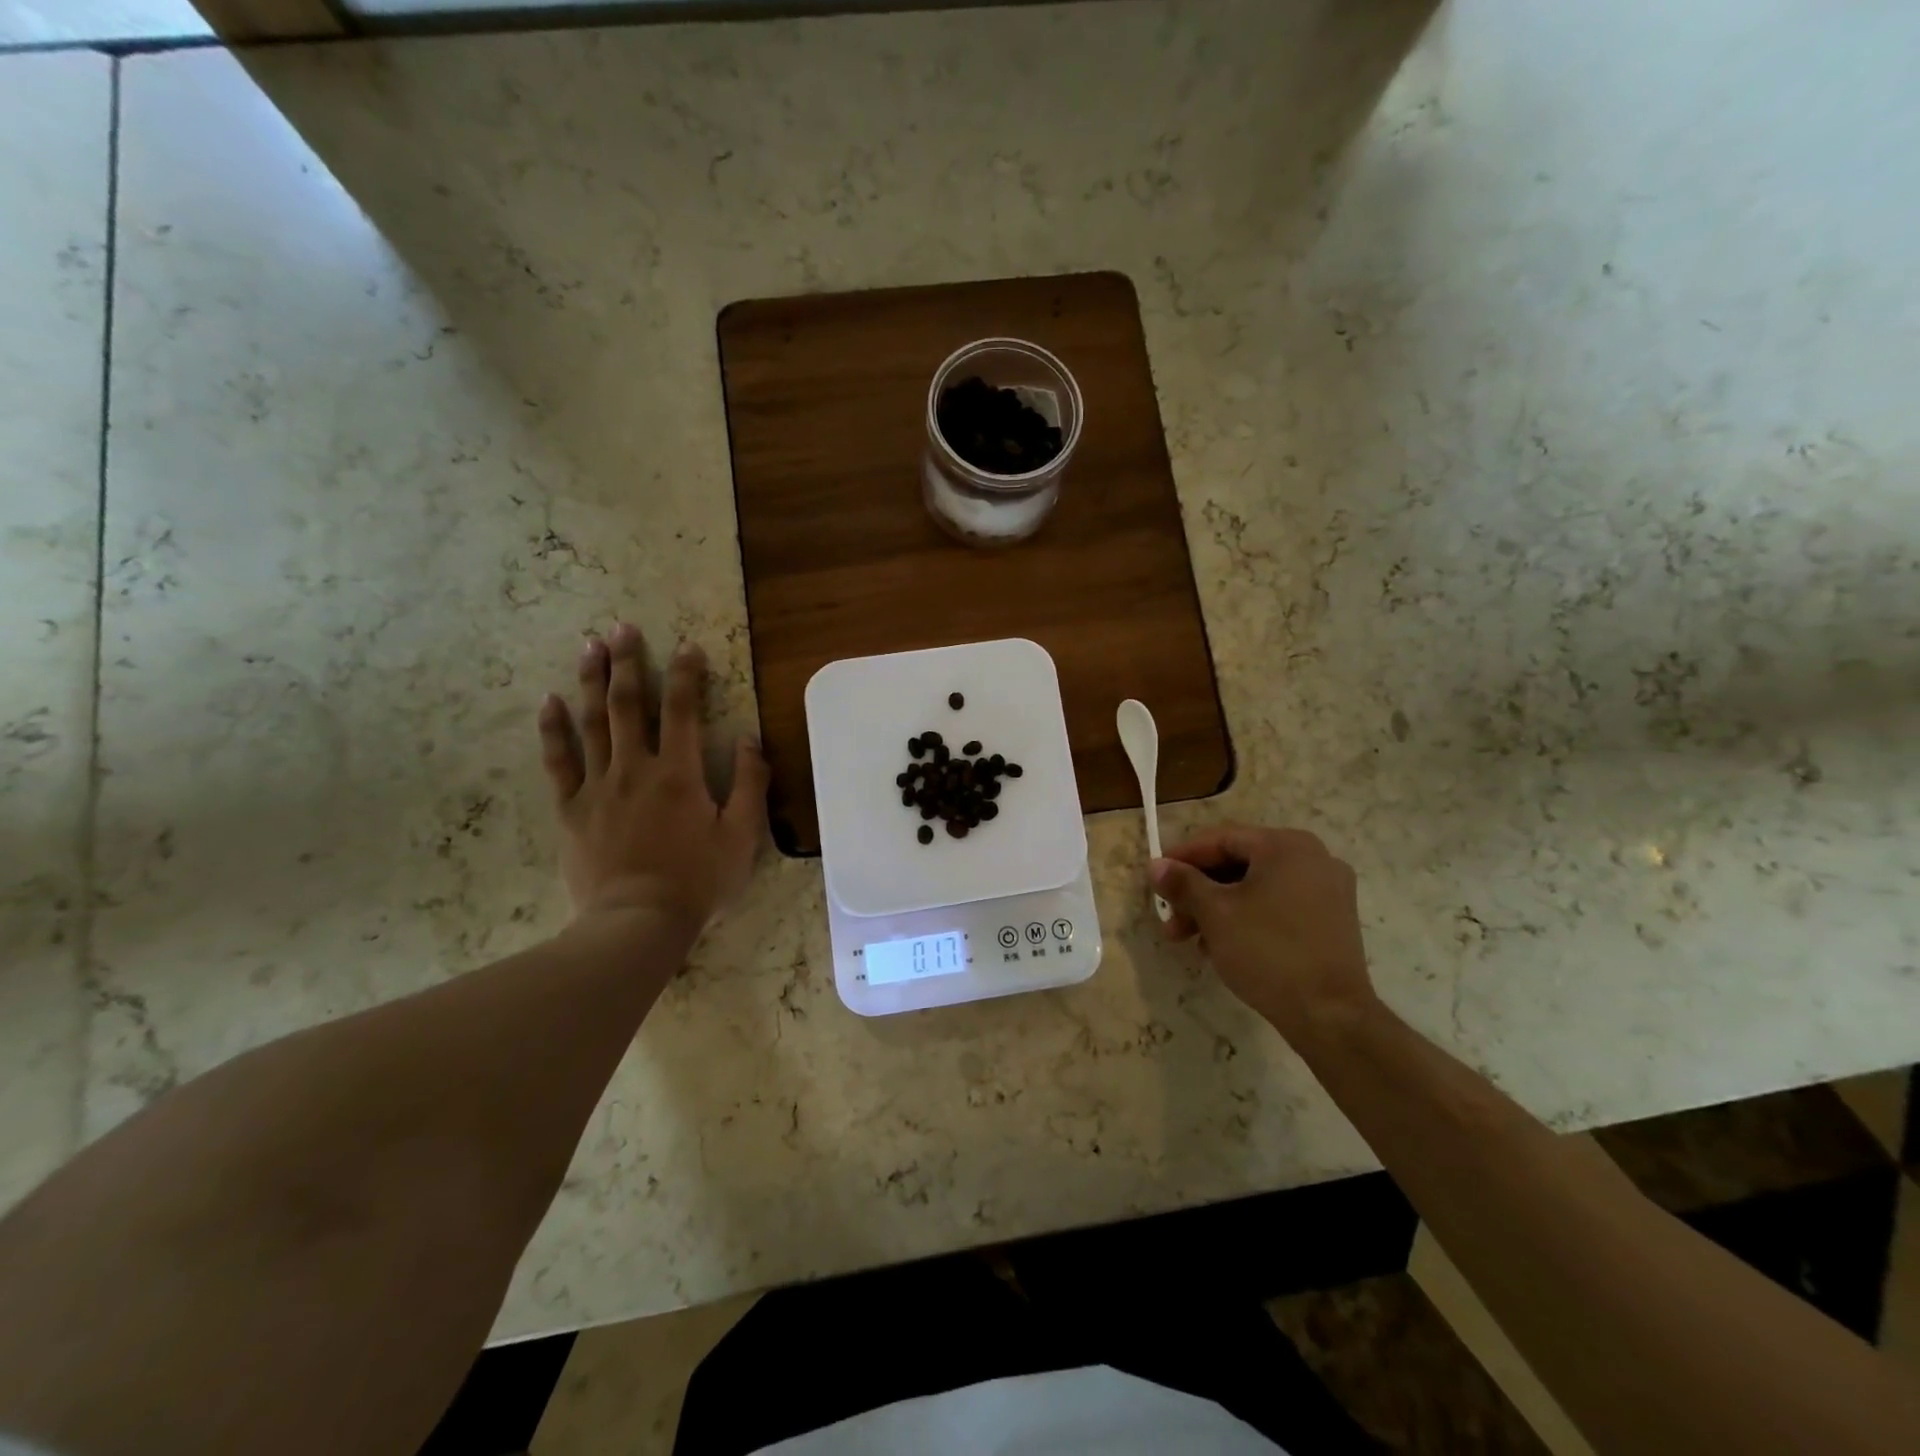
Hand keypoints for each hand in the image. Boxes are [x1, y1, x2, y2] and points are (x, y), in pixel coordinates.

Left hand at [536, 623, 768, 937]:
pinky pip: (559, 762)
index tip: (688, 646)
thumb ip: (751, 784)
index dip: (686, 674)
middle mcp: (636, 768)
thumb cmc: (698, 880)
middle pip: (628, 705)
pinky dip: (553, 730)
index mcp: (680, 773)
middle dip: (628, 663)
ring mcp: (598, 787)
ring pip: (591, 723)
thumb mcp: (742, 836)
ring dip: (591, 681)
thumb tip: (751, 739)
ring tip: (590, 646)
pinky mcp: (572, 809)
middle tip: (621, 628)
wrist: (637, 923)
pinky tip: (548, 701)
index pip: (683, 710)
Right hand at [1151, 824, 1378, 1040]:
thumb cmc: (1267, 951)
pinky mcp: (1332, 921)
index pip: (1222, 839)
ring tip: (1190, 940)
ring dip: (1218, 908)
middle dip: (1198, 891)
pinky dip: (1246, 918)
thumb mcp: (1215, 913)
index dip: (1183, 857)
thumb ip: (1183, 883)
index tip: (1156, 877)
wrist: (1330, 1015)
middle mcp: (1313, 858)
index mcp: (1286, 846)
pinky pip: (1278, 906)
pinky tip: (1221, 946)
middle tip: (1169, 917)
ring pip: (1256, 887)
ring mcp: (1328, 890)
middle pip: (1239, 864)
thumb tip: (1157, 866)